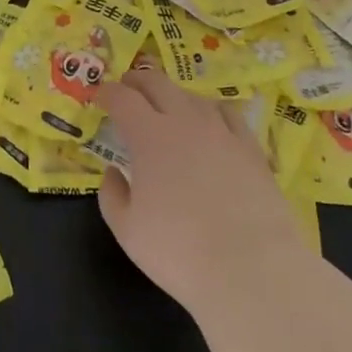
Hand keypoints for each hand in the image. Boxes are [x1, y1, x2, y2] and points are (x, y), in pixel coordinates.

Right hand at [97, 62, 305, 313]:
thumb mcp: (127, 230)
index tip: (99, 97)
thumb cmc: (179, 252)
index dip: (107, 93)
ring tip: (167, 106)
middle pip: (157, 83)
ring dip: (172, 94)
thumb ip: (112, 195)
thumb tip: (112, 172)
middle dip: (137, 81)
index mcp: (148, 136)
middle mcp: (184, 121)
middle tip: (127, 88)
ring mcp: (221, 131)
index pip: (122, 98)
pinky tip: (211, 121)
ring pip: (192, 96)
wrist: (252, 270)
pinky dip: (211, 109)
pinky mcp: (251, 148)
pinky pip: (228, 113)